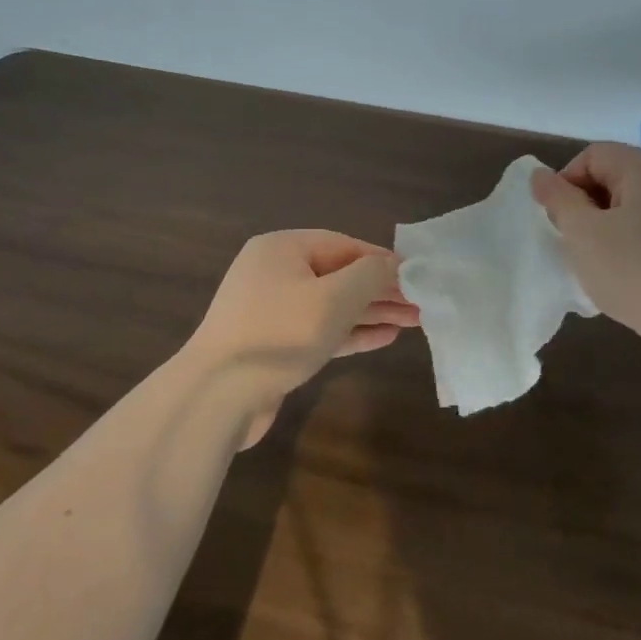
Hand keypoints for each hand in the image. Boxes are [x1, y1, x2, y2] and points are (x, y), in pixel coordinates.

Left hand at [184, 231, 419, 445]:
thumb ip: (370, 276)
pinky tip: (383, 339)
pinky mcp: (273, 345)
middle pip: (339, 275)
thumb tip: (393, 265)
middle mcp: (274, 273)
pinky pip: (318, 330)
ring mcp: (271, 311)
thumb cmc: (280, 333)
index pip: (343, 244)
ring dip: (370, 313)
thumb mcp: (334, 298)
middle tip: (421, 304)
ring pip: (331, 305)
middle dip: (380, 290)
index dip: (382, 260)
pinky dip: (349, 333)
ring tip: (413, 322)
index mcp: (282, 249)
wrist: (218, 394)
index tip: (417, 276)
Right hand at [531, 143, 640, 386]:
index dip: (566, 180)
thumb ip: (558, 200)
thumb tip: (539, 175)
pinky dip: (624, 257)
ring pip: (627, 217)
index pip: (594, 154)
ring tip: (590, 268)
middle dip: (582, 210)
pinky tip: (616, 285)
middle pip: (612, 183)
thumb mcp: (583, 232)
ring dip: (601, 237)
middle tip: (569, 244)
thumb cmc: (635, 269)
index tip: (556, 218)